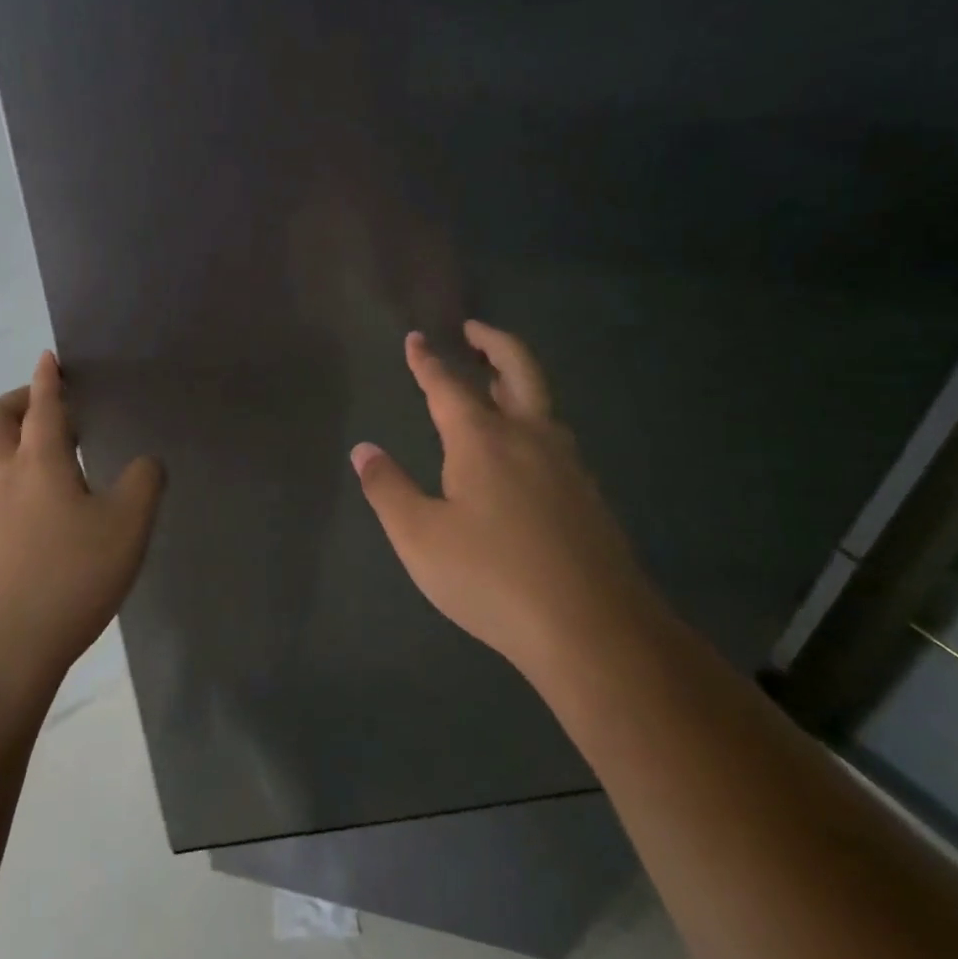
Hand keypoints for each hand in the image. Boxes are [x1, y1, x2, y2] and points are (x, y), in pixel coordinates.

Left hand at [0, 351, 163, 683]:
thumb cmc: (67, 576)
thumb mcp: (126, 526)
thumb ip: (143, 484)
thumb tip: (145, 463)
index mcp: (38, 463)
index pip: (43, 407)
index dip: (47, 379)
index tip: (48, 358)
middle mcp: (3, 481)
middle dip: (16, 402)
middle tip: (45, 403)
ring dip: (14, 443)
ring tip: (53, 457)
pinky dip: (16, 483)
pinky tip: (46, 512)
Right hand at [351, 322, 656, 662]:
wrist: (593, 629)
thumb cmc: (492, 578)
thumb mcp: (420, 538)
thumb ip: (388, 489)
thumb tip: (363, 450)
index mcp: (482, 440)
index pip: (448, 386)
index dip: (427, 361)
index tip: (416, 339)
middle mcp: (529, 438)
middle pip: (518, 370)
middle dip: (494, 342)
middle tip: (474, 329)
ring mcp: (566, 465)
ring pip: (542, 403)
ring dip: (516, 380)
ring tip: (494, 382)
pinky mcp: (588, 495)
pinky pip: (555, 437)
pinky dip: (533, 420)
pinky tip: (525, 451)